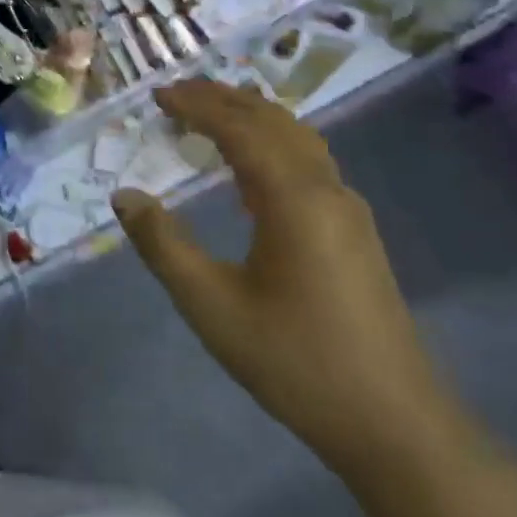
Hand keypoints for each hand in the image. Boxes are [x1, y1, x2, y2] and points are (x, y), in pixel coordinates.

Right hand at [111, 80, 469, 481]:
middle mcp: (326, 190)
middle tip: (176, 94)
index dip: (197, 106)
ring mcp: (347, 210)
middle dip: (223, 100)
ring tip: (210, 114)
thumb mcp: (212, 305)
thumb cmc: (294, 360)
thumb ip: (164, 245)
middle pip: (273, 121)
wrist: (392, 421)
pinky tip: (252, 168)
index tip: (158, 95)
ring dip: (252, 117)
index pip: (240, 128)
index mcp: (294, 198)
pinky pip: (308, 164)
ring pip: (298, 139)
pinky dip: (272, 144)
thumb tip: (125, 196)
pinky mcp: (354, 232)